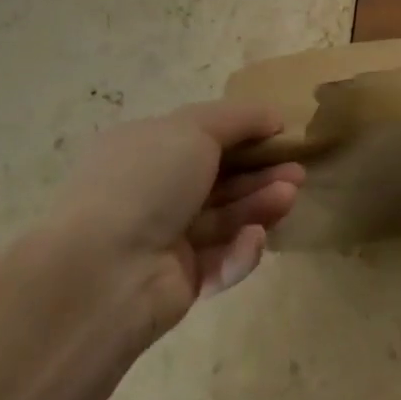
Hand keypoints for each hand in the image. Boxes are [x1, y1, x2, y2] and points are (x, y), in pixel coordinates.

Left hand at [51, 102, 302, 335]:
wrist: (103, 274)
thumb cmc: (145, 182)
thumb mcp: (193, 129)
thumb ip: (237, 119)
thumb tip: (272, 115)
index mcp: (143, 149)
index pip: (201, 136)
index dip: (242, 134)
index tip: (280, 133)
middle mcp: (151, 192)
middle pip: (218, 179)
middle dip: (260, 173)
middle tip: (297, 171)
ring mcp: (164, 240)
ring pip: (224, 218)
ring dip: (258, 205)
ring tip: (290, 196)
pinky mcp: (178, 284)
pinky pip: (219, 261)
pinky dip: (239, 250)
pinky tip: (254, 239)